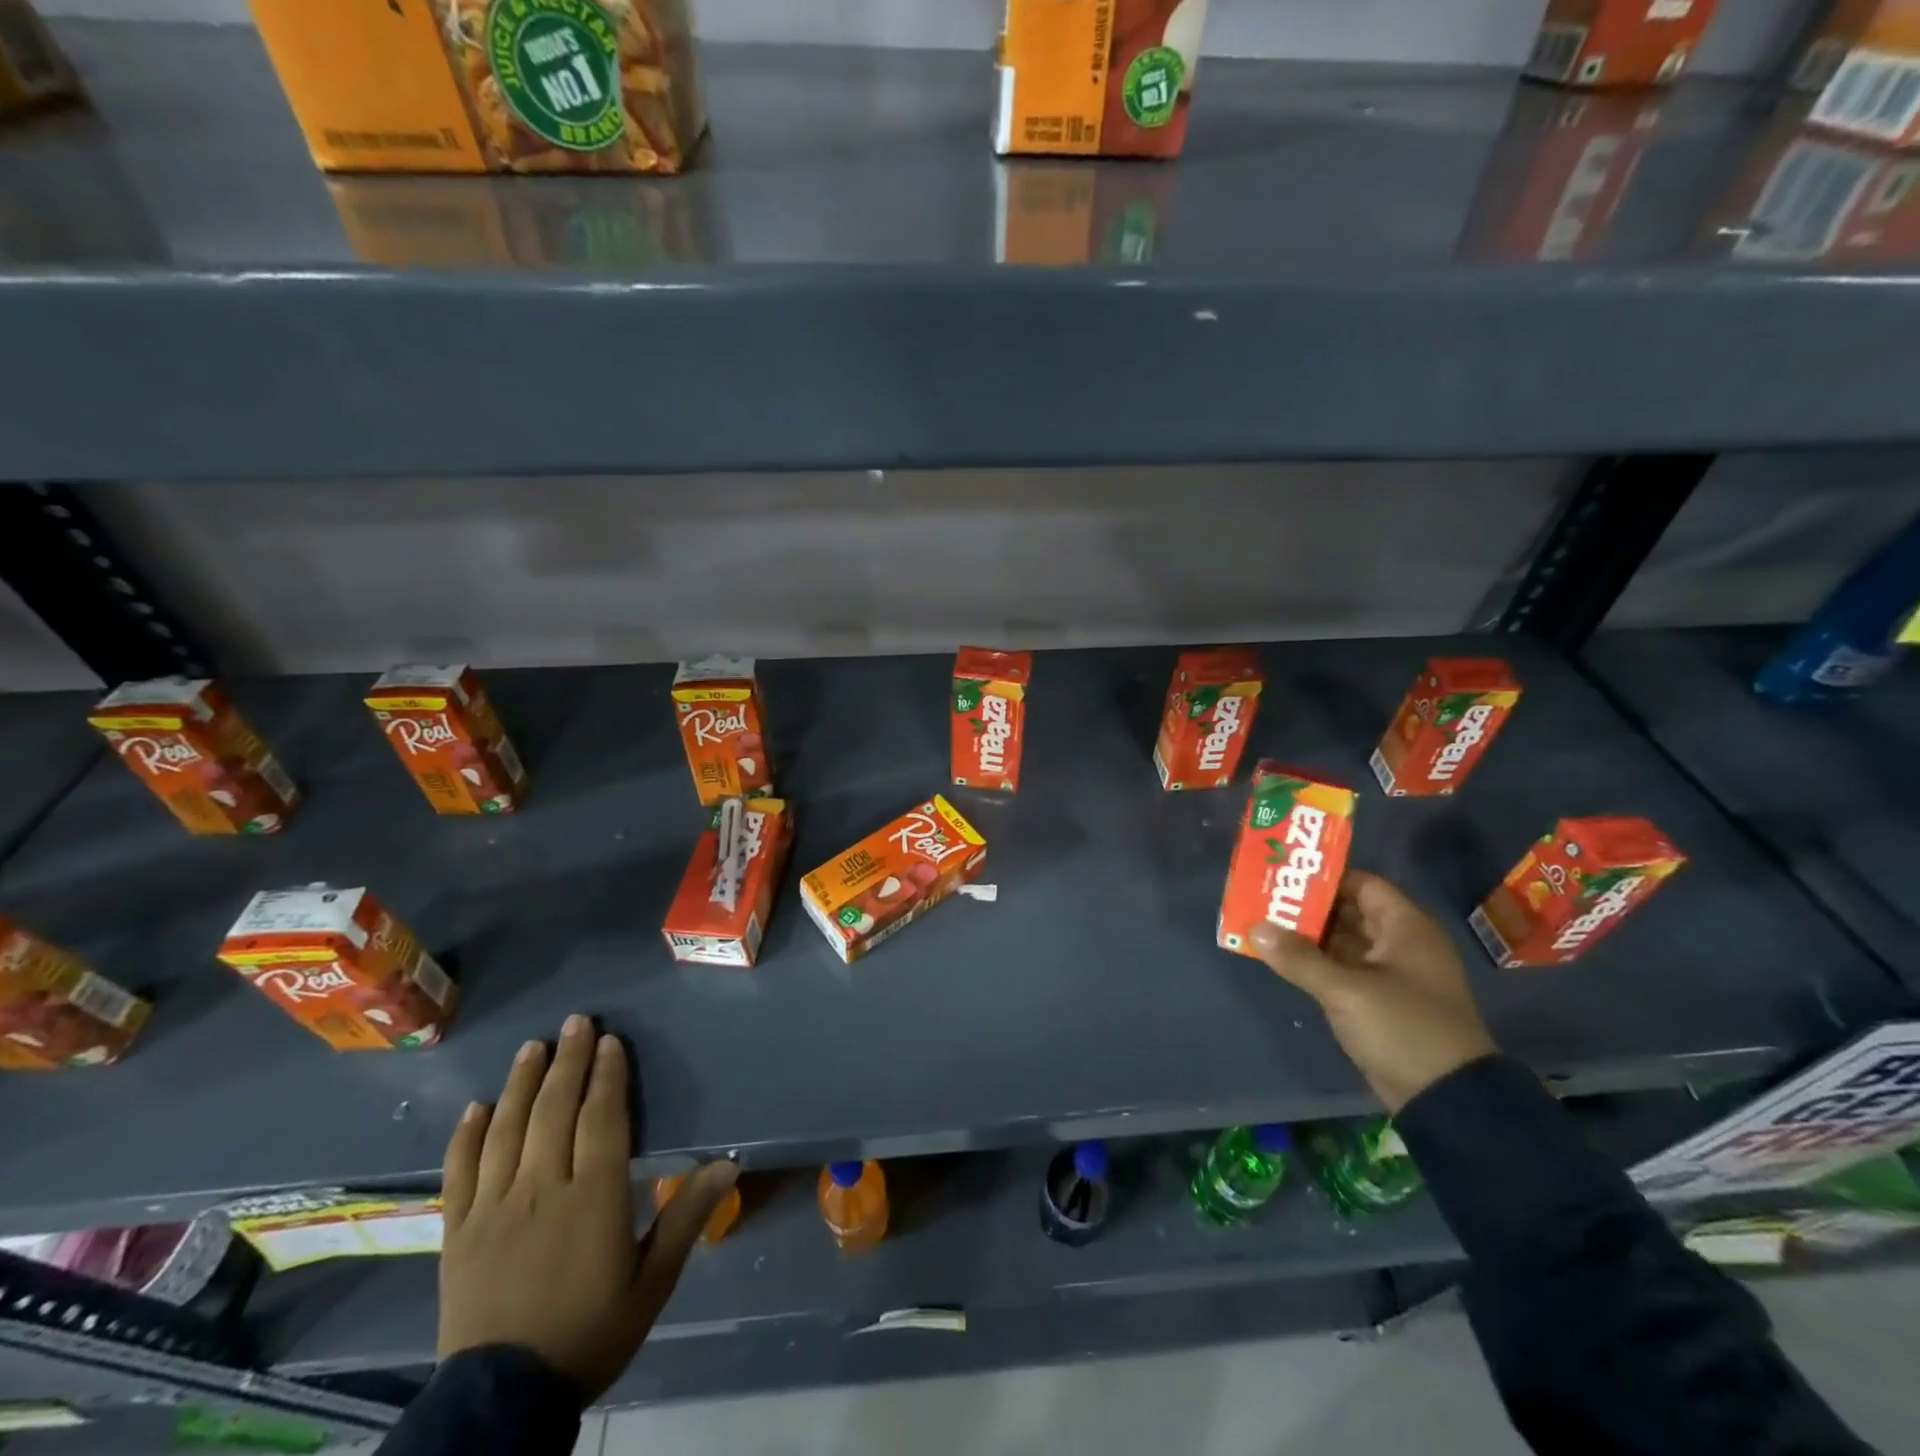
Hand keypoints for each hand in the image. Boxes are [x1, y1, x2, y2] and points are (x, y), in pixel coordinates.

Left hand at [438, 1014, 739, 1399]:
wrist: (504, 1402)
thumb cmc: (591, 1332)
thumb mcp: (652, 1281)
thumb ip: (687, 1216)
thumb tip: (729, 1163)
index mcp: (593, 1198)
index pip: (601, 1118)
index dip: (606, 1075)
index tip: (609, 1040)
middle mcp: (541, 1190)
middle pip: (554, 1111)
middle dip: (566, 1062)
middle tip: (574, 1022)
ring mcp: (493, 1209)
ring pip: (507, 1130)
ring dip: (520, 1084)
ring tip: (532, 1048)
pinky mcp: (457, 1233)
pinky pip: (460, 1173)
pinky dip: (467, 1135)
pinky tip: (477, 1107)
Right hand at [1249, 870, 1495, 1112]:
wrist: (1447, 1099)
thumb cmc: (1404, 1028)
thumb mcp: (1346, 991)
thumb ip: (1299, 958)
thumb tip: (1255, 928)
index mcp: (1406, 928)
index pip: (1363, 884)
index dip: (1326, 878)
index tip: (1284, 876)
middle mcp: (1400, 944)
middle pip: (1349, 911)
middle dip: (1308, 906)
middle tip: (1265, 898)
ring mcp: (1390, 974)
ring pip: (1343, 941)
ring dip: (1308, 935)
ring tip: (1264, 923)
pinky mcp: (1379, 1000)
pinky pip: (1342, 968)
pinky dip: (1316, 961)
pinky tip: (1282, 957)